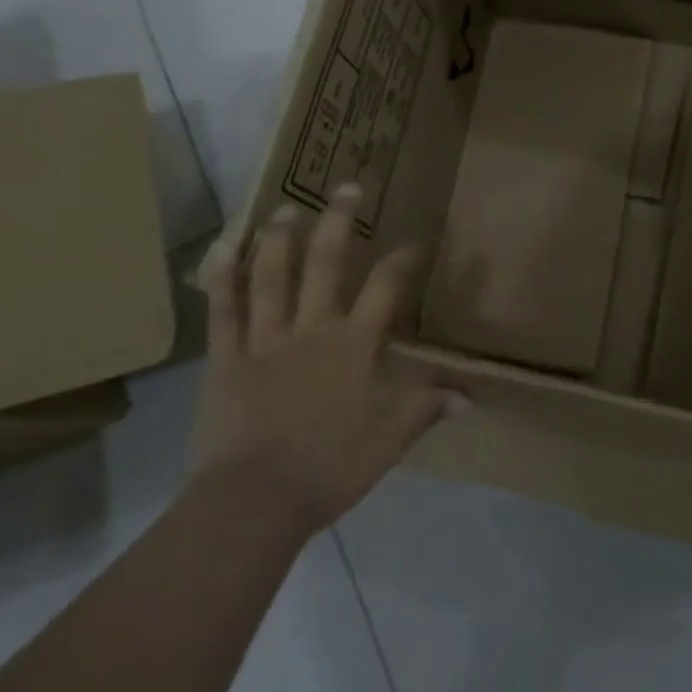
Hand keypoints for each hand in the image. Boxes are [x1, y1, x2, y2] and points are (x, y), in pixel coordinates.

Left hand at [192, 184, 450, 535]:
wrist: (254, 503)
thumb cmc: (328, 468)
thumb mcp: (388, 442)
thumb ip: (425, 409)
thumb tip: (471, 397)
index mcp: (353, 346)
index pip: (385, 288)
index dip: (401, 259)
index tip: (412, 240)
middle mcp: (311, 329)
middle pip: (327, 264)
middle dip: (339, 223)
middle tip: (346, 187)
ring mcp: (265, 339)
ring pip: (272, 276)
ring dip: (280, 238)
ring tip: (286, 208)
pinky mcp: (225, 357)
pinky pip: (221, 310)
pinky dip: (219, 277)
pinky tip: (220, 246)